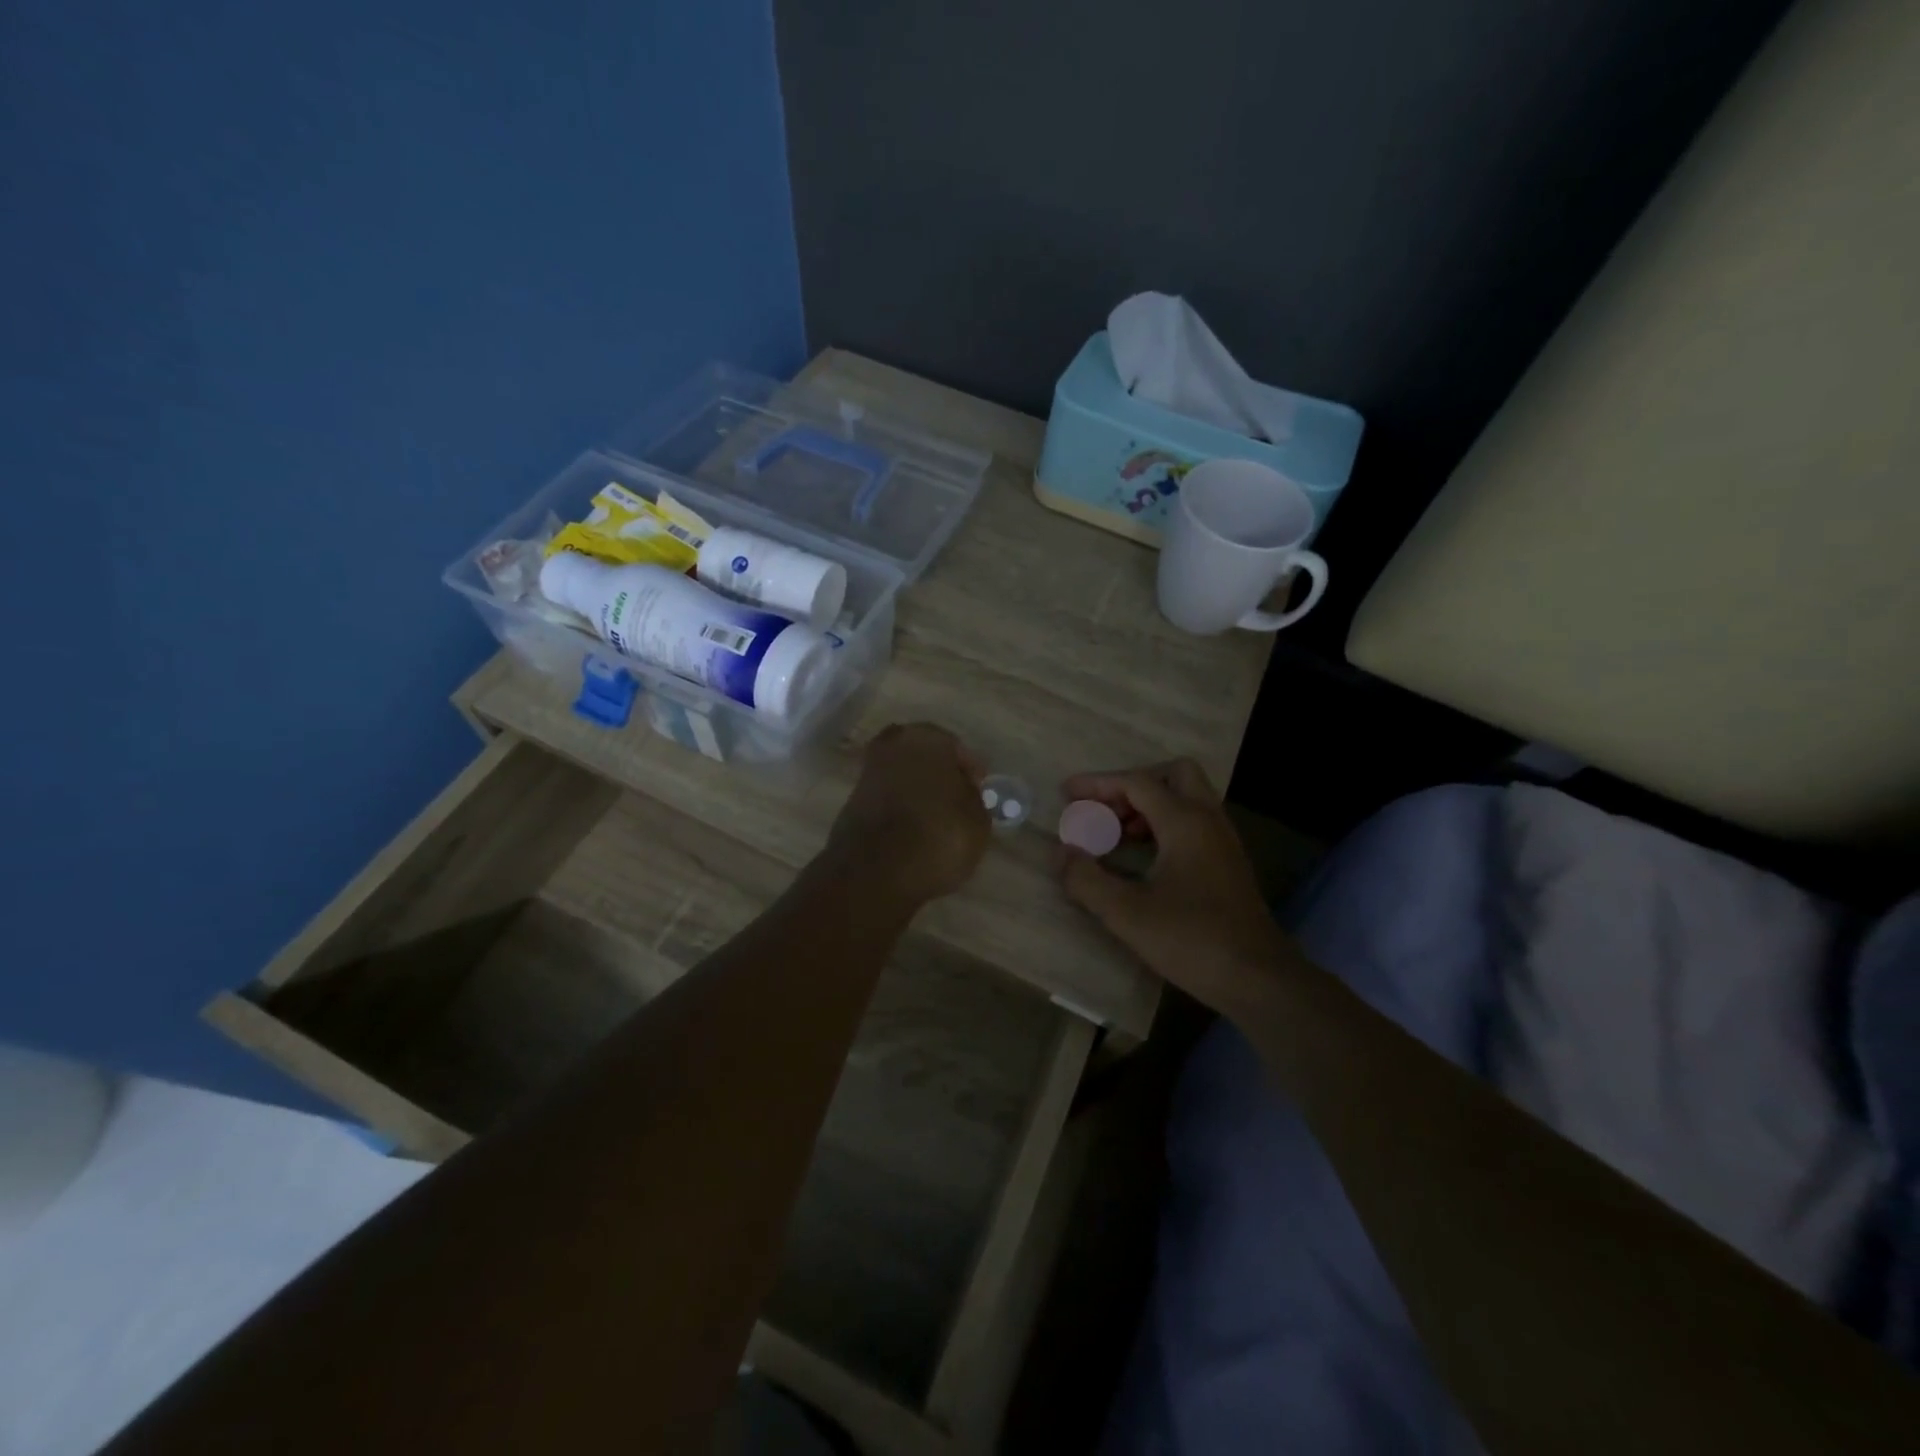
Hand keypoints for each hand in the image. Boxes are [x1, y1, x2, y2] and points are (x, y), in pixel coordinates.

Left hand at [828, 724, 990, 905]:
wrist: (873, 873)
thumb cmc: (937, 837)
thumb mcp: (977, 821)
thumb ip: (973, 799)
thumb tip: (963, 793)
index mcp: (927, 738)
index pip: (956, 748)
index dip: (969, 771)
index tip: (978, 792)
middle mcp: (893, 745)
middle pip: (924, 756)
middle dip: (939, 775)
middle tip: (956, 801)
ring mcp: (868, 772)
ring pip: (903, 775)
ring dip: (917, 791)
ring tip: (935, 819)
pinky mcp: (851, 800)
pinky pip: (886, 797)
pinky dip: (898, 807)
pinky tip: (912, 829)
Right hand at [1057, 758, 1293, 1014]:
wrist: (1259, 979)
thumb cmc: (1192, 940)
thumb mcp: (1127, 914)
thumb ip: (1087, 880)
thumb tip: (1063, 852)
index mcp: (1185, 822)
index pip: (1136, 783)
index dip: (1097, 784)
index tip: (1066, 794)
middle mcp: (1208, 819)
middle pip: (1171, 774)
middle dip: (1132, 785)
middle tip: (1104, 811)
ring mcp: (1222, 840)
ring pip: (1185, 798)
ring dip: (1147, 806)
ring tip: (1114, 835)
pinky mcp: (1227, 862)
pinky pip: (1192, 822)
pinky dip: (1163, 825)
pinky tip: (1142, 858)